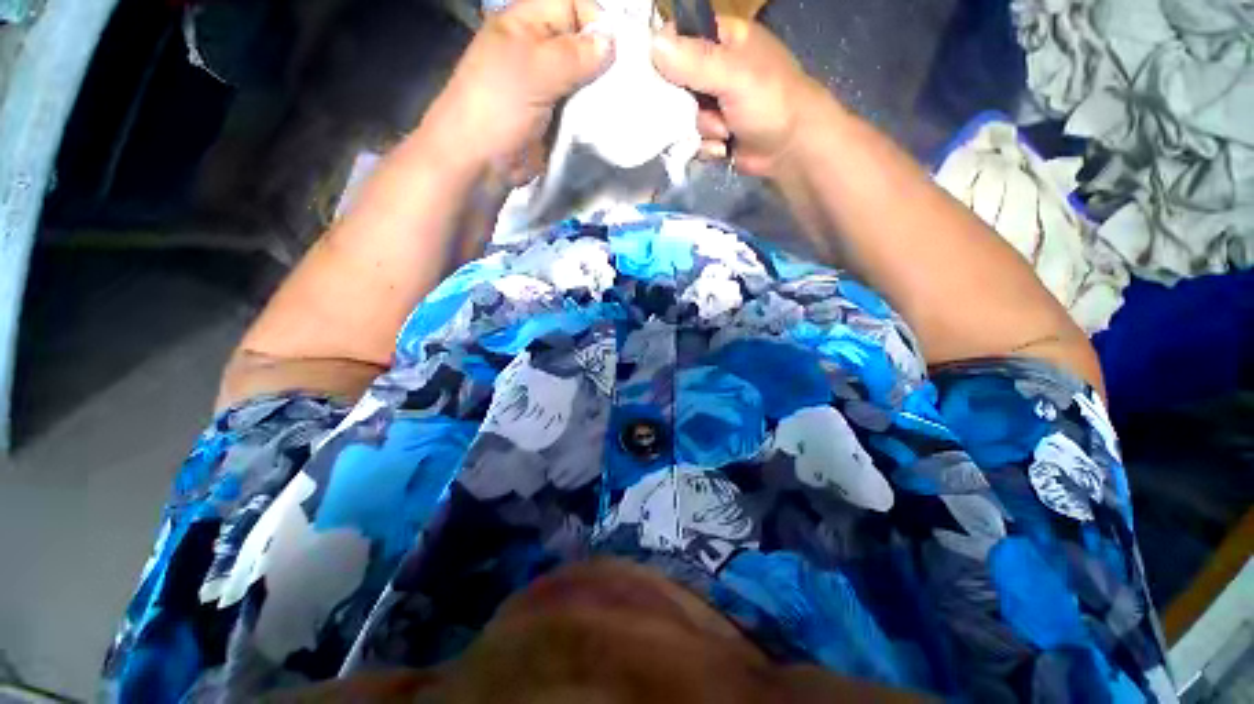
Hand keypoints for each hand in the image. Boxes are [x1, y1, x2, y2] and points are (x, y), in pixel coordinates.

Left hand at [423, 0, 613, 179]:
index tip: (618, 51)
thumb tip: (611, 41)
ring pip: (585, 79)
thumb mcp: (533, 70)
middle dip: (604, 59)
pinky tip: (609, 120)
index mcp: (526, 24)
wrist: (480, 164)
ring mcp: (548, 87)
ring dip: (602, 91)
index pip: (572, 4)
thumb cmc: (498, 107)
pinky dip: (595, 114)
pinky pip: (582, 109)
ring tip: (621, 102)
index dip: (596, 21)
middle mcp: (539, 50)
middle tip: (627, 80)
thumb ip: (573, 55)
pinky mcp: (556, 119)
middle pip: (582, 42)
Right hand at [651, 19, 829, 177]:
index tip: (662, 75)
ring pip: (682, 116)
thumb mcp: (734, 75)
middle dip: (685, 104)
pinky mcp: (712, 132)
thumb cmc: (770, 102)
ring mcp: (712, 103)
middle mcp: (712, 68)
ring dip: (703, 128)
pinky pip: (693, 139)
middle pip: (673, 82)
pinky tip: (725, 147)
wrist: (791, 149)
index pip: (677, 36)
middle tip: (702, 108)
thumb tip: (653, 46)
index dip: (664, 54)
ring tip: (726, 130)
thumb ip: (696, 62)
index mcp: (721, 39)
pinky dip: (708, 146)